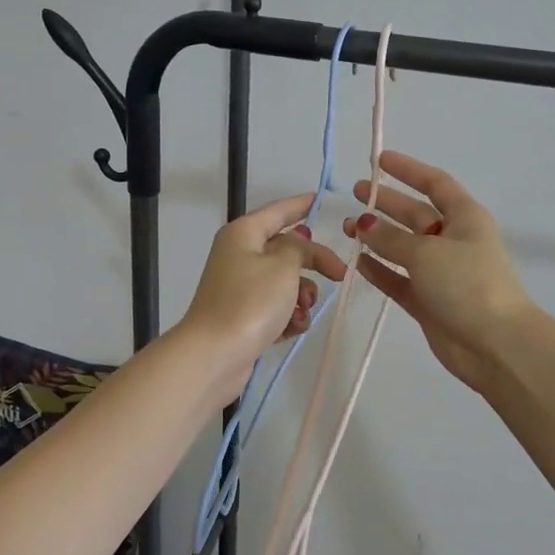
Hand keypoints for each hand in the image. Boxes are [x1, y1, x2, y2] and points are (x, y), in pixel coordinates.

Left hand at [177, 191, 348, 406]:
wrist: (215, 355)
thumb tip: (298, 242)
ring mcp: (240, 288)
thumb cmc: (250, 302)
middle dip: (312, 263)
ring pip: (284, 282)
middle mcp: (239, 255)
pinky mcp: (244, 317)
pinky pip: (276, 308)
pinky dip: (288, 316)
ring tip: (301, 312)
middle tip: (339, 275)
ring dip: (301, 296)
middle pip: (286, 249)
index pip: (278, 211)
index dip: (301, 204)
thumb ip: (299, 248)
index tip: (322, 199)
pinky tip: (292, 329)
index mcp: (243, 234)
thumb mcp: (283, 266)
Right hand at [343, 151, 537, 394]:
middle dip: (386, 203)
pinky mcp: (428, 301)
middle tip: (356, 193)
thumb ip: (390, 238)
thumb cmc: (467, 284)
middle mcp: (453, 240)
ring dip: (377, 237)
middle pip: (415, 214)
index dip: (409, 169)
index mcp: (465, 218)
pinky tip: (357, 261)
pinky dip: (379, 270)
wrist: (495, 344)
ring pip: (403, 247)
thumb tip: (363, 223)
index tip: (379, 161)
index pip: (435, 183)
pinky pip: (398, 278)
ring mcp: (440, 272)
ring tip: (348, 229)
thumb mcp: (426, 253)